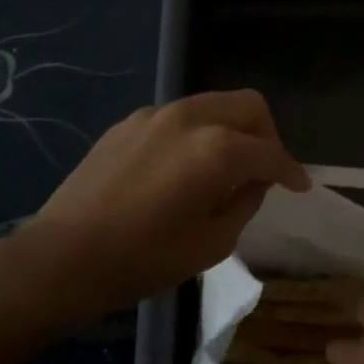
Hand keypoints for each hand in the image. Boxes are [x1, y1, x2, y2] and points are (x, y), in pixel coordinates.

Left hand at [27, 90, 310, 315]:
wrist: (63, 256)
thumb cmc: (144, 259)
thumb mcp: (212, 243)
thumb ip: (245, 202)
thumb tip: (254, 181)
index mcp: (216, 150)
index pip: (270, 152)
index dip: (291, 170)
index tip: (300, 185)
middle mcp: (190, 118)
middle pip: (247, 106)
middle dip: (267, 135)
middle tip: (264, 170)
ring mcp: (155, 115)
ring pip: (213, 104)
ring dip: (231, 130)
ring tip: (224, 169)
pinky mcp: (129, 122)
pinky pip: (179, 118)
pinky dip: (196, 134)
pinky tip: (182, 168)